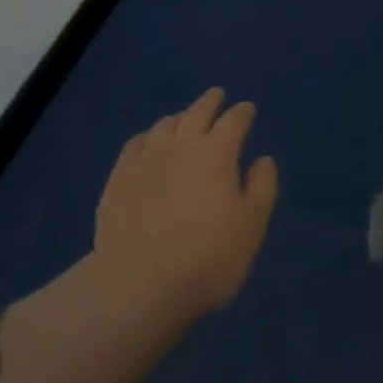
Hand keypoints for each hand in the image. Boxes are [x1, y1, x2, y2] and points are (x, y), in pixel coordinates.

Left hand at [93, 88, 279, 324]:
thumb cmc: (207, 259)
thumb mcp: (252, 228)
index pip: (234, 121)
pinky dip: (147, 137)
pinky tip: (148, 143)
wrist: (139, 286)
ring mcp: (147, 158)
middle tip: (217, 96)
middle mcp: (181, 144)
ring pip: (165, 125)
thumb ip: (262, 188)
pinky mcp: (119, 177)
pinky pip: (135, 144)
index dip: (243, 112)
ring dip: (180, 117)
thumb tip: (263, 159)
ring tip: (184, 119)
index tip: (248, 108)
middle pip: (198, 112)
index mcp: (216, 152)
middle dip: (210, 101)